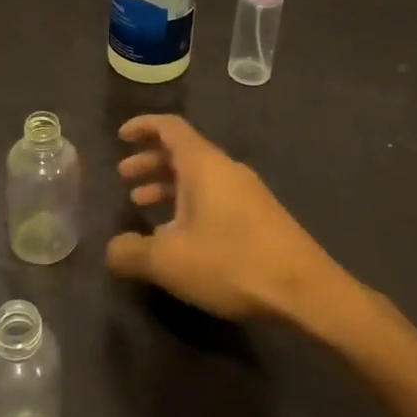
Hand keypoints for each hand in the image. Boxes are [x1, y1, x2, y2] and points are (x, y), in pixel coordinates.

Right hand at [109, 115, 349, 325]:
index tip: (120, 136)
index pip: (170, 127)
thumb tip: (111, 249)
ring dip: (168, 185)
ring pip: (198, 176)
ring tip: (142, 204)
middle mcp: (226, 169)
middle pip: (182, 152)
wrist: (305, 290)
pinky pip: (214, 195)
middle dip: (150, 161)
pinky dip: (188, 203)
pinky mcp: (259, 215)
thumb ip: (132, 252)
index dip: (143, 126)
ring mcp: (246, 192)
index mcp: (204, 165)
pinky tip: (179, 235)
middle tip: (124, 177)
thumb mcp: (169, 262)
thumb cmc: (232, 263)